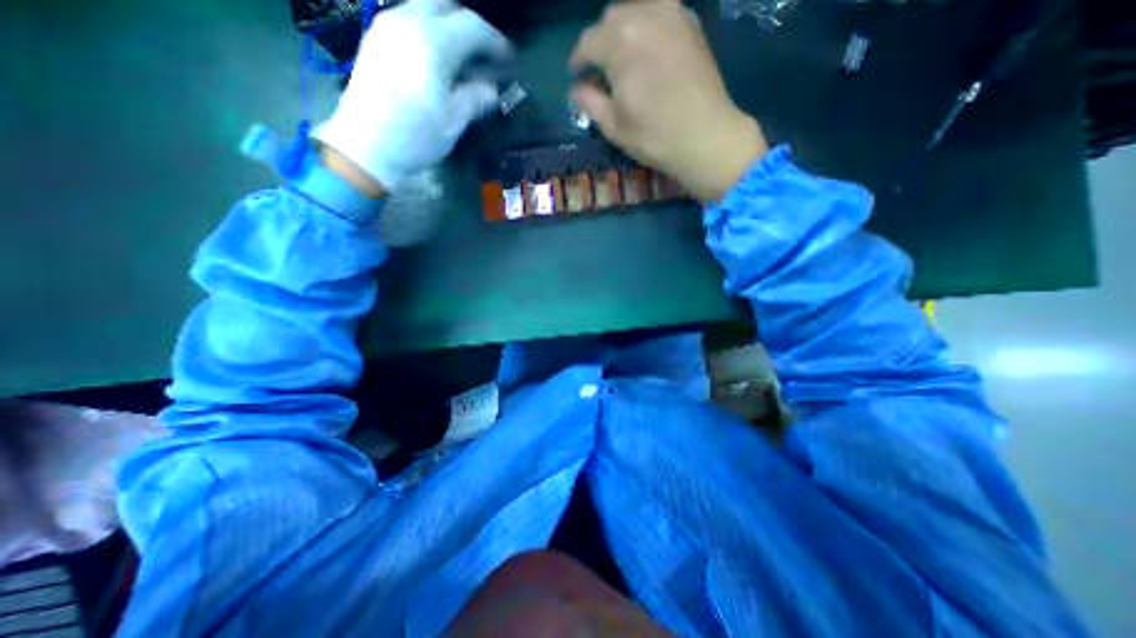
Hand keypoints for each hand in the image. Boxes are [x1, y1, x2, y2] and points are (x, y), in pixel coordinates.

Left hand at [309, 0, 507, 191]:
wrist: (366, 147)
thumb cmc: (415, 137)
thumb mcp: (453, 122)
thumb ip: (475, 99)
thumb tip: (492, 89)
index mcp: (432, 43)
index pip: (472, 26)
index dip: (495, 42)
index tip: (509, 61)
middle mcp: (407, 22)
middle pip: (444, 4)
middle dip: (469, 25)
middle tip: (483, 54)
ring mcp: (386, 27)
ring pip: (423, 7)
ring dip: (447, 26)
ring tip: (461, 58)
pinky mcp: (375, 39)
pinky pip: (407, 19)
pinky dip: (428, 31)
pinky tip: (435, 59)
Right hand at [574, 0, 767, 202]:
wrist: (705, 136)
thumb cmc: (654, 136)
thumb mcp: (613, 126)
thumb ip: (590, 102)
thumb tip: (576, 90)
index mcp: (620, 42)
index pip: (587, 42)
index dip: (578, 61)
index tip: (577, 77)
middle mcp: (645, 15)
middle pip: (610, 19)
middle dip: (599, 43)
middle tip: (600, 71)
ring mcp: (672, 14)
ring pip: (635, 9)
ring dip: (622, 31)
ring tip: (623, 58)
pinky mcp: (690, 23)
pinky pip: (660, 11)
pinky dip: (647, 26)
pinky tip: (647, 49)